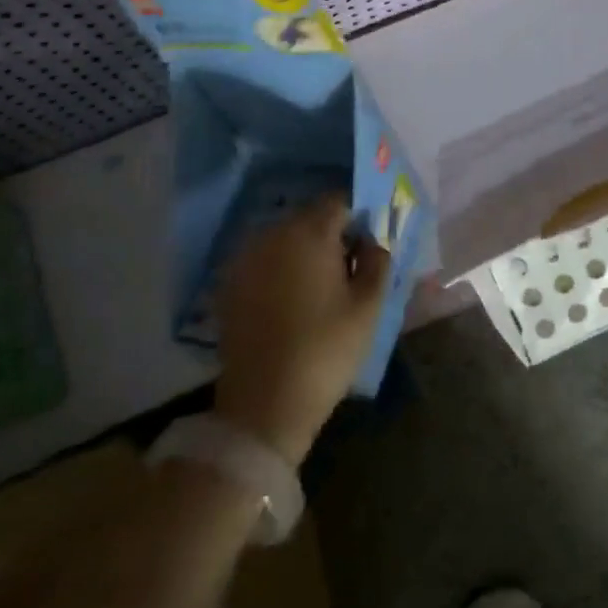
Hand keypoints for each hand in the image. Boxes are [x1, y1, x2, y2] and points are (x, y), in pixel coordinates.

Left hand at [214, 195, 388, 465]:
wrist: (264, 406)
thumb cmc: (326, 349)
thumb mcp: (369, 306)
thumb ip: (378, 261)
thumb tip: (373, 241)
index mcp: (310, 232)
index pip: (339, 201)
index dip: (359, 218)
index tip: (369, 245)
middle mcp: (273, 235)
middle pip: (309, 216)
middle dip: (331, 233)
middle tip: (349, 267)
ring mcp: (246, 259)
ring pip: (284, 238)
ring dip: (304, 250)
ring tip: (320, 285)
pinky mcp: (229, 285)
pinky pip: (264, 261)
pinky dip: (280, 268)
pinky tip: (291, 300)